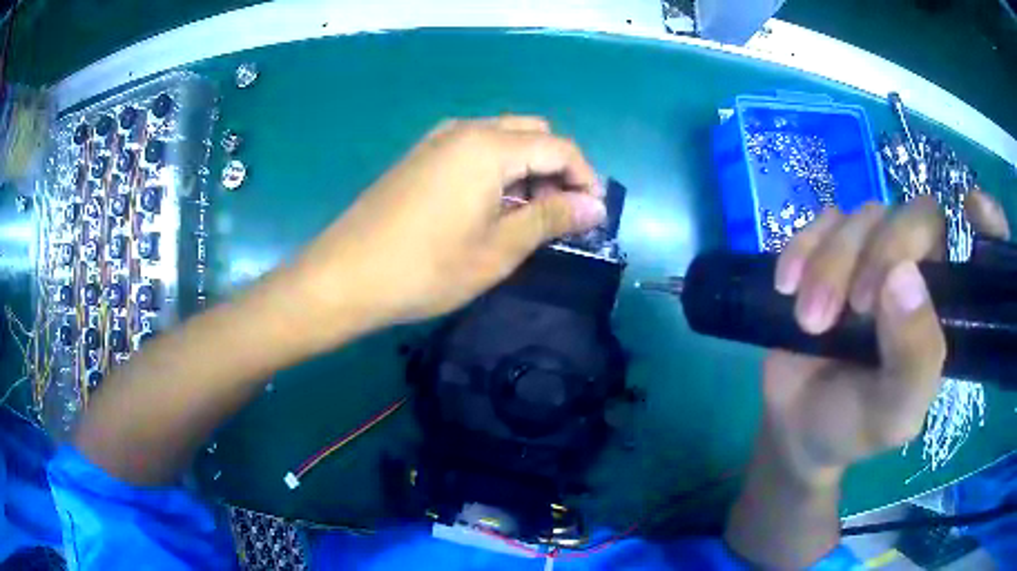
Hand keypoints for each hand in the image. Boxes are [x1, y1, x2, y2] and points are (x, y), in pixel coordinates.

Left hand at [289, 116, 606, 340]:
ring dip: (527, 168)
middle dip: (557, 168)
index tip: (594, 216)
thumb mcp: (497, 249)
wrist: (344, 276)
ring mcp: (438, 140)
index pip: (559, 147)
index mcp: (489, 146)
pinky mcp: (420, 156)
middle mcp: (466, 130)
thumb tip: (596, 207)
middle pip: (532, 133)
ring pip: (503, 138)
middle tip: (560, 214)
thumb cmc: (425, 268)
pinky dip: (497, 169)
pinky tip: (490, 206)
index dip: (585, 178)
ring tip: (528, 216)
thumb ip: (551, 219)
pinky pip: (474, 148)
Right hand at [763, 191, 1010, 486]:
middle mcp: (918, 269)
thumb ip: (914, 360)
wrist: (797, 427)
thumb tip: (904, 276)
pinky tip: (787, 287)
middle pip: (915, 215)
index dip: (987, 221)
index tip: (974, 211)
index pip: (982, 246)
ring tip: (811, 322)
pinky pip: (820, 220)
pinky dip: (801, 248)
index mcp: (946, 306)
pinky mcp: (829, 250)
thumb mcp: (893, 415)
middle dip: (882, 252)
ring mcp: (871, 254)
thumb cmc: (855, 426)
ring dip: (831, 264)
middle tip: (855, 309)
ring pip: (863, 215)